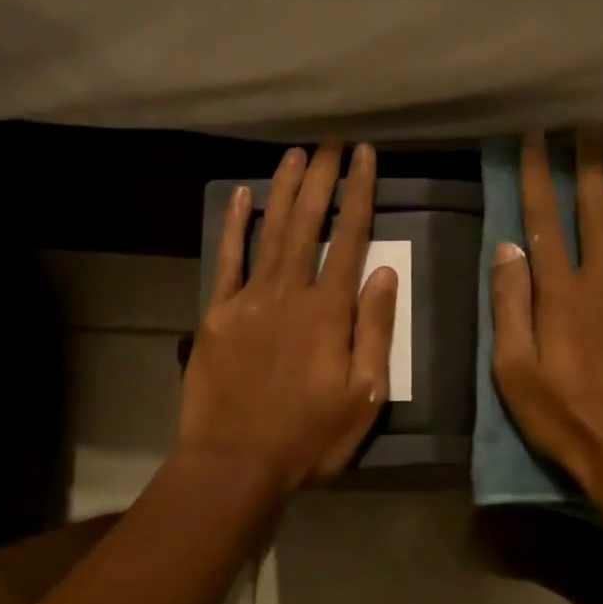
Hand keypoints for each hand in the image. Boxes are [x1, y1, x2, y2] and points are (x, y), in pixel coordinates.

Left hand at [180, 142, 399, 495]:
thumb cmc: (310, 436)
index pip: (350, 239)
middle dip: (323, 178)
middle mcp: (290, 293)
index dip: (359, 194)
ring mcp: (249, 300)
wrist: (236, 462)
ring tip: (296, 154)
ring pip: (271, 232)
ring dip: (284, 190)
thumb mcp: (365, 394)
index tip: (366, 157)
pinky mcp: (218, 314)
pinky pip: (228, 261)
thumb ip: (375, 330)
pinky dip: (234, 227)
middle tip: (332, 141)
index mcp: (329, 312)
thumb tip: (384, 274)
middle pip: (309, 223)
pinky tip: (241, 197)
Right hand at [490, 132, 602, 506]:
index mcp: (560, 295)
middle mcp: (602, 282)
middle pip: (594, 212)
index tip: (533, 138)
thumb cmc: (563, 418)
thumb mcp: (514, 371)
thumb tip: (507, 248)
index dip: (537, 177)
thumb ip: (510, 307)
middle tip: (585, 127)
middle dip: (586, 167)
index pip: (543, 222)